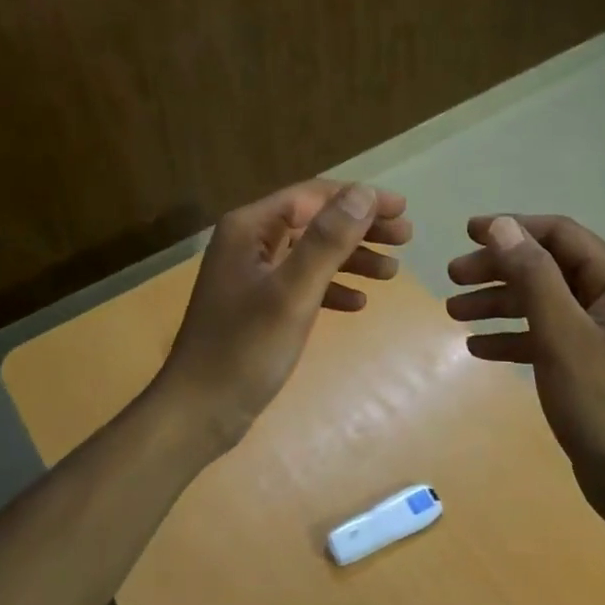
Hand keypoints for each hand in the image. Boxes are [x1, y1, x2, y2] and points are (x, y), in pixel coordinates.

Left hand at [156, 179, 411, 451]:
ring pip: (311, 253)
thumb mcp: (293, 291)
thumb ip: (328, 240)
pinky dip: (331, 287)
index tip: (402, 209)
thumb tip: (364, 192)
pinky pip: (302, 283)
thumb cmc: (245, 348)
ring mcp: (252, 275)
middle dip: (360, 227)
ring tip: (392, 272)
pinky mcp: (257, 304)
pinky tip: (358, 303)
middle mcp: (249, 242)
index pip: (313, 196)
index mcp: (250, 228)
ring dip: (352, 258)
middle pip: (314, 221)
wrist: (198, 411)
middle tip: (406, 237)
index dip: (359, 198)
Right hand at [446, 214, 604, 543]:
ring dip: (498, 302)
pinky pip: (545, 333)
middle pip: (546, 266)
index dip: (512, 228)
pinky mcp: (589, 360)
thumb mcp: (561, 334)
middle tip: (452, 278)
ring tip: (454, 313)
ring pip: (541, 300)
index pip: (559, 234)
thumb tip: (502, 225)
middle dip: (498, 269)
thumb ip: (533, 276)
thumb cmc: (601, 402)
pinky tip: (478, 348)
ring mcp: (601, 330)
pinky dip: (513, 336)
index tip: (466, 233)